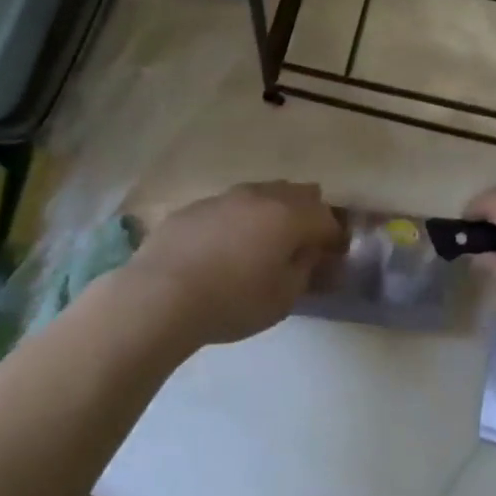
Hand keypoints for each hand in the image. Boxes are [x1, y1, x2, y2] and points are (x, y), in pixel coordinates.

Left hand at [127, 182, 342, 347]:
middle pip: (298, 194)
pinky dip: (239, 219)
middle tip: (303, 244)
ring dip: (272, 211)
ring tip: (265, 242)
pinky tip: (226, 246)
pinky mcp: (195, 207)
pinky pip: (230, 206)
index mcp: (289, 216)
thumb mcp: (282, 298)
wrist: (160, 295)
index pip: (326, 219)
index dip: (334, 239)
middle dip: (308, 215)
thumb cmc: (232, 301)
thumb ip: (305, 270)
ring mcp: (225, 197)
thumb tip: (313, 255)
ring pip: (262, 193)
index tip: (332, 260)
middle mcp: (261, 196)